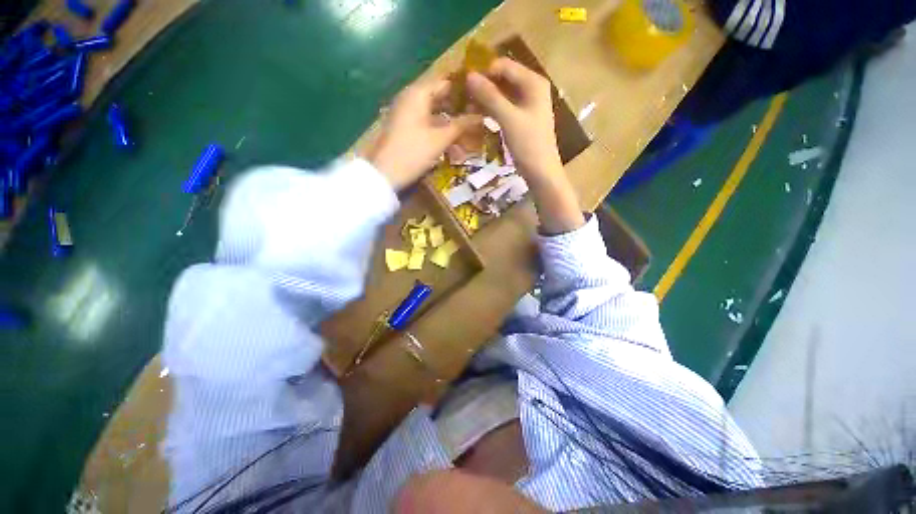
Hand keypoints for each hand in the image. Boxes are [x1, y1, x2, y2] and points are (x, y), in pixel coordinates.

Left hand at [367, 79, 480, 189]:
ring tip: (469, 132)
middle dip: (459, 108)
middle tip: (479, 117)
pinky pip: (427, 124)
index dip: (465, 88)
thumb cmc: (414, 152)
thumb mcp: (440, 139)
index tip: (482, 97)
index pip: (446, 82)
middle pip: (440, 97)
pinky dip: (440, 131)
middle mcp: (411, 98)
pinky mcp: (405, 128)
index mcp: (418, 93)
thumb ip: (462, 125)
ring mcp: (406, 113)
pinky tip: (453, 143)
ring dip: (451, 122)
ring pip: (434, 113)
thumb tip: (482, 116)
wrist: (385, 173)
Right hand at [467, 58, 584, 233]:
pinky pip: (503, 107)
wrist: (541, 172)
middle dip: (482, 84)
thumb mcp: (508, 118)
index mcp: (533, 82)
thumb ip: (490, 96)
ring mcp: (526, 104)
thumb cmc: (528, 145)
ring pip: (501, 93)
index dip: (483, 71)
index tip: (462, 82)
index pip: (503, 65)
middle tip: (461, 95)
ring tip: (465, 105)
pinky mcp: (520, 118)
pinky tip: (476, 114)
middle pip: (502, 78)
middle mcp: (531, 88)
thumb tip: (469, 76)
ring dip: (484, 98)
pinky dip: (490, 109)